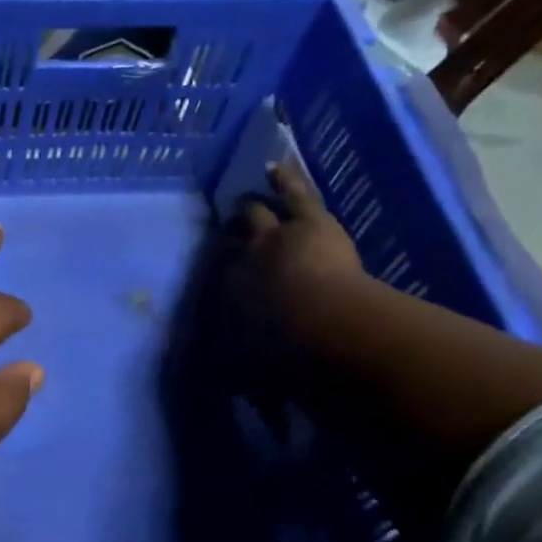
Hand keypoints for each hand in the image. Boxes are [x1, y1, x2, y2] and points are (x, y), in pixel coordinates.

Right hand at [231, 163, 366, 347]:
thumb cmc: (286, 351)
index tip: (226, 274)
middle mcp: (242, 261)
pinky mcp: (306, 222)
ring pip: (257, 215)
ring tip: (245, 199)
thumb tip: (233, 372)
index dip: (224, 273)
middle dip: (231, 236)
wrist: (319, 323)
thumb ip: (245, 363)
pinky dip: (284, 180)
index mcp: (229, 295)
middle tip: (229, 230)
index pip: (222, 277)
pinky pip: (293, 195)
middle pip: (232, 242)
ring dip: (251, 208)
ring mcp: (272, 237)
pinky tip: (273, 168)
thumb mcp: (257, 361)